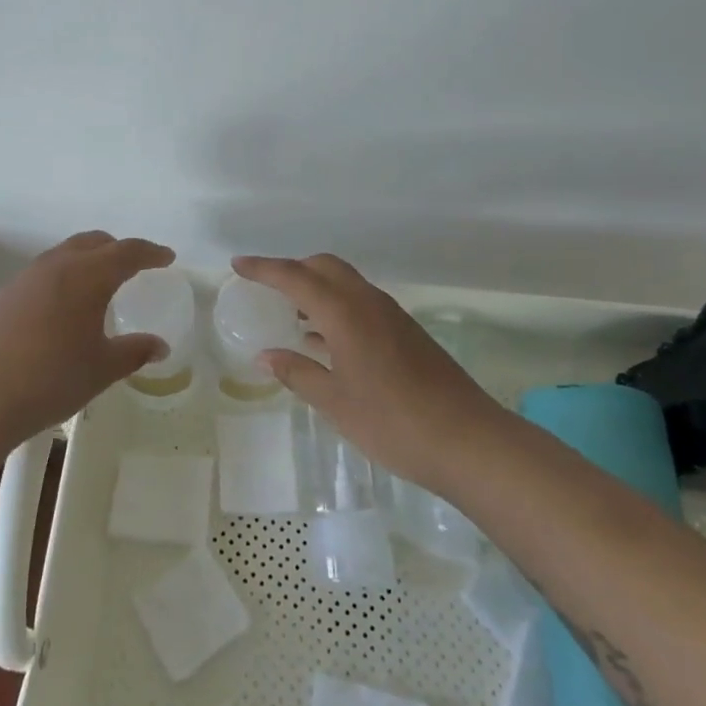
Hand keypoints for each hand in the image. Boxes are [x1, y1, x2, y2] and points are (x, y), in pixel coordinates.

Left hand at [0, 231, 174, 446]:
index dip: (150, 253)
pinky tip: (60, 311)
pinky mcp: (1, 297)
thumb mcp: (101, 369)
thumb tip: (160, 346)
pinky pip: (42, 275)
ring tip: (97, 287)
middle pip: (93, 242)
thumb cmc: (49, 378)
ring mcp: (23, 279)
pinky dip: (62, 279)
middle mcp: (56, 266)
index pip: (127, 252)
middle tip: (134, 266)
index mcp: (88, 276)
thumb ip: (134, 353)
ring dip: (86, 261)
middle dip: (117, 249)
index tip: (167, 257)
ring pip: (63, 255)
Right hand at [233, 253, 504, 494]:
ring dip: (316, 288)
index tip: (238, 265)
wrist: (468, 440)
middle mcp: (368, 303)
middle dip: (293, 269)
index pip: (296, 277)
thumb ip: (299, 373)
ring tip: (290, 312)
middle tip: (266, 288)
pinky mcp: (406, 332)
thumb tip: (266, 355)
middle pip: (325, 267)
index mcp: (346, 313)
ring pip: (346, 283)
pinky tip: (324, 339)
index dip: (264, 268)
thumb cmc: (393, 423)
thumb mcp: (336, 402)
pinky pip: (360, 303)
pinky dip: (336, 307)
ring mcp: (392, 316)